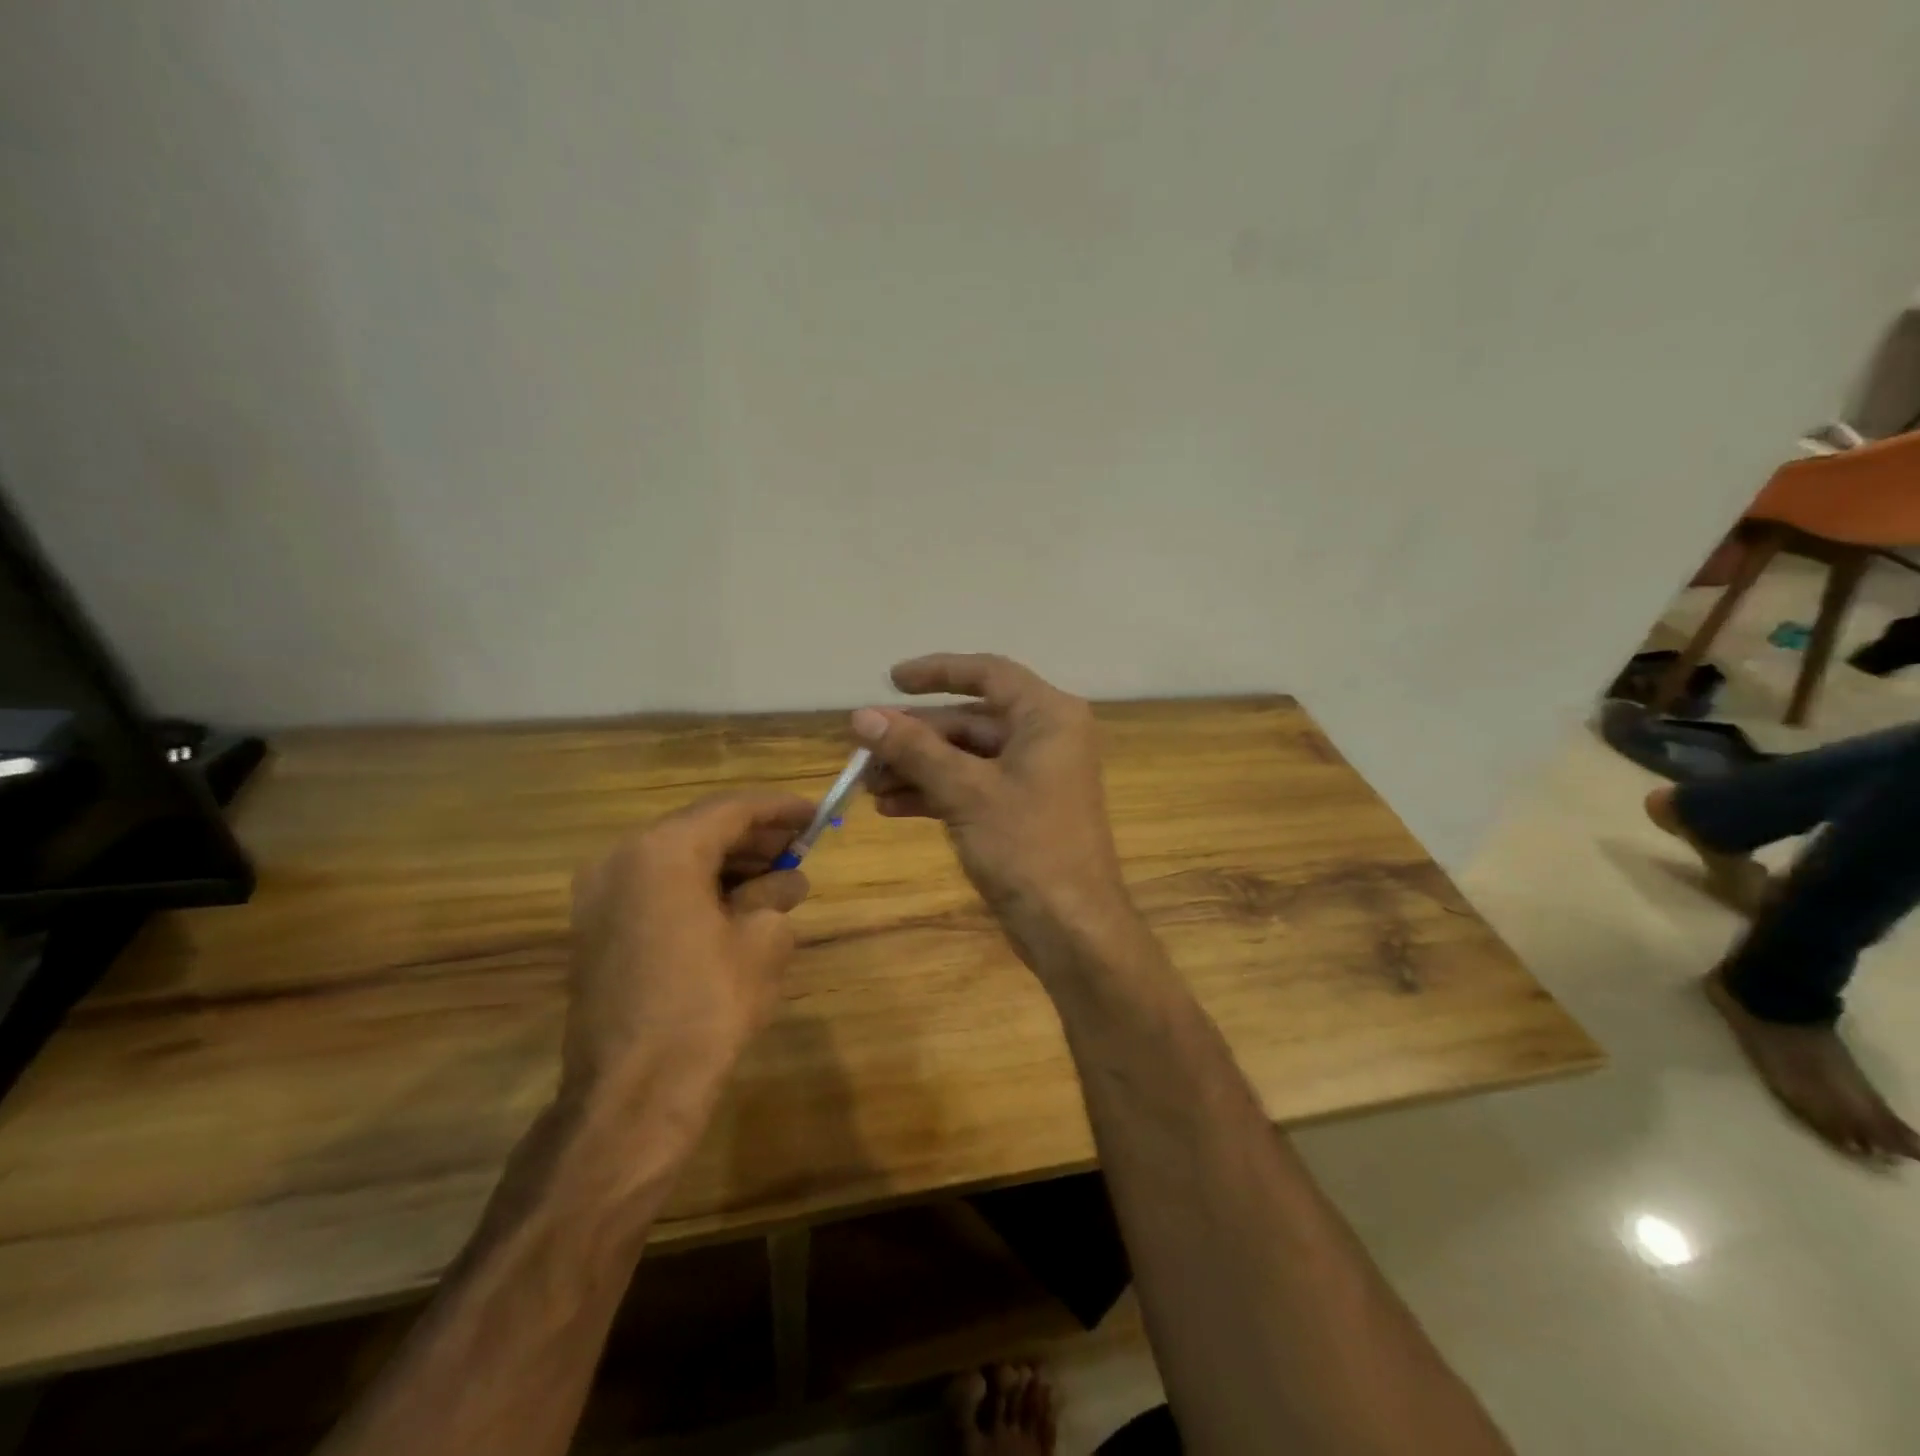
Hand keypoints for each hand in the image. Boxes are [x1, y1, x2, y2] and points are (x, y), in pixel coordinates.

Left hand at [564, 790, 813, 1111]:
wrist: (632, 1091)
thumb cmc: (707, 1004)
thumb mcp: (763, 941)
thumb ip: (776, 895)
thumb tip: (787, 880)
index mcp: (665, 850)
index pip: (732, 809)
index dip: (780, 809)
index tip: (816, 813)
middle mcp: (623, 857)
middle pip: (700, 828)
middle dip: (753, 836)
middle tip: (799, 846)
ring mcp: (600, 893)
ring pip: (675, 856)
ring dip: (726, 861)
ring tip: (774, 876)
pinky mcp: (595, 926)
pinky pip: (654, 885)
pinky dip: (695, 884)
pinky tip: (734, 903)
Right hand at [852, 653, 1134, 968]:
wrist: (1071, 928)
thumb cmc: (1027, 847)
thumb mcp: (965, 791)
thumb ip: (914, 748)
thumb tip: (862, 716)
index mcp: (1047, 716)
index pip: (988, 673)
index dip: (937, 672)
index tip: (890, 680)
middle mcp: (1045, 737)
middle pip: (970, 720)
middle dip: (915, 736)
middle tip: (864, 748)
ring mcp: (1034, 776)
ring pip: (966, 757)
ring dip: (918, 768)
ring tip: (867, 784)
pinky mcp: (1022, 811)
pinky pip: (972, 787)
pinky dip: (935, 793)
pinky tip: (892, 807)